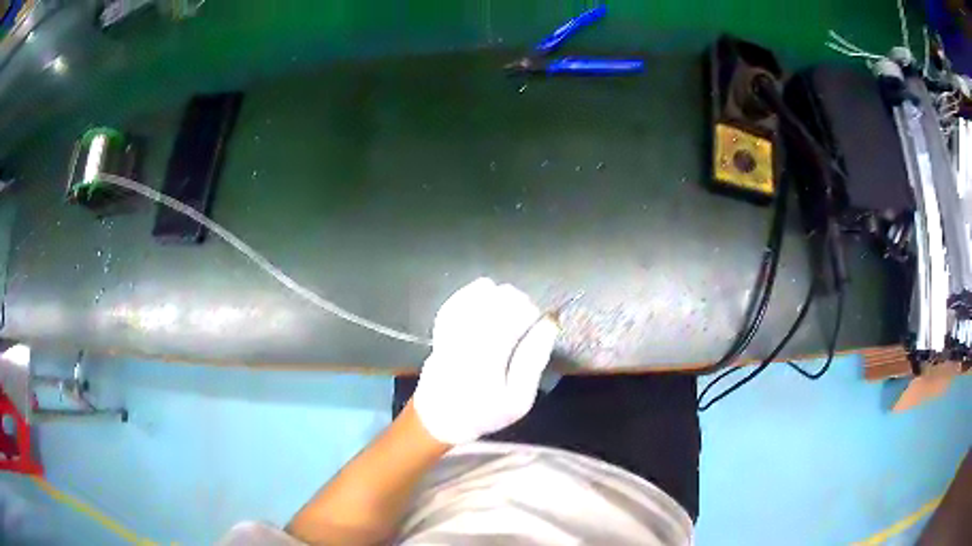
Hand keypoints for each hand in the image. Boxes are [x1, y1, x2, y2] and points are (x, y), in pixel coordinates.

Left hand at [412, 278, 559, 444]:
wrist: (440, 417)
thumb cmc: (485, 412)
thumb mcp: (519, 399)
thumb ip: (533, 360)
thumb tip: (548, 324)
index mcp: (489, 356)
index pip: (516, 314)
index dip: (533, 314)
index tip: (540, 325)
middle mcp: (468, 336)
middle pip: (499, 298)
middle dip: (519, 303)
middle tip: (526, 321)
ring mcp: (452, 329)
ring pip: (480, 293)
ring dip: (500, 296)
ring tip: (509, 312)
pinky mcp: (441, 326)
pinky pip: (459, 298)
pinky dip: (476, 293)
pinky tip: (487, 297)